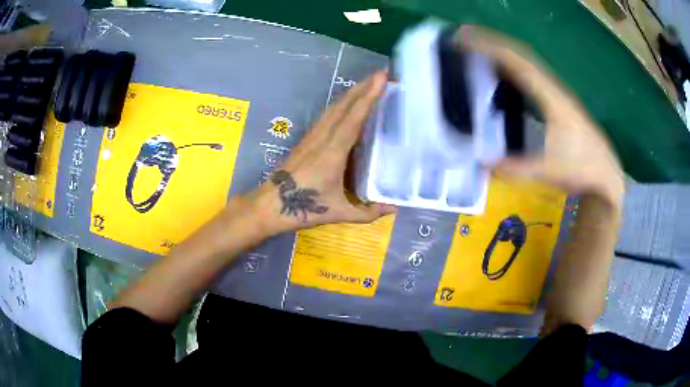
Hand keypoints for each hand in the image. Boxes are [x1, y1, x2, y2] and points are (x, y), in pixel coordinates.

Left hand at [245, 70, 395, 234]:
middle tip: (381, 74)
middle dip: (363, 87)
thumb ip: (367, 213)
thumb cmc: (304, 208)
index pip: (354, 118)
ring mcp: (313, 136)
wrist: (270, 204)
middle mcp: (323, 137)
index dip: (369, 97)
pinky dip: (341, 104)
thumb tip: (395, 209)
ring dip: (352, 93)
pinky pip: (327, 115)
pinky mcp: (307, 139)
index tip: (381, 79)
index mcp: (333, 152)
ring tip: (369, 84)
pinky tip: (348, 104)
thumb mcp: (338, 212)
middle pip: (343, 105)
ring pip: (334, 108)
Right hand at [456, 25, 624, 207]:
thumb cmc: (581, 169)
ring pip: (527, 63)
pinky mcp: (559, 101)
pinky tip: (504, 72)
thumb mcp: (548, 170)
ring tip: (479, 49)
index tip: (467, 39)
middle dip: (493, 43)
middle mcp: (555, 89)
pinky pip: (532, 75)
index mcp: (552, 99)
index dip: (492, 48)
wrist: (606, 174)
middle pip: (521, 55)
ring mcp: (558, 93)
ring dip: (503, 52)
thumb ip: (515, 167)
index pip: (519, 64)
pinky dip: (514, 67)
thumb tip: (482, 163)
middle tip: (465, 38)